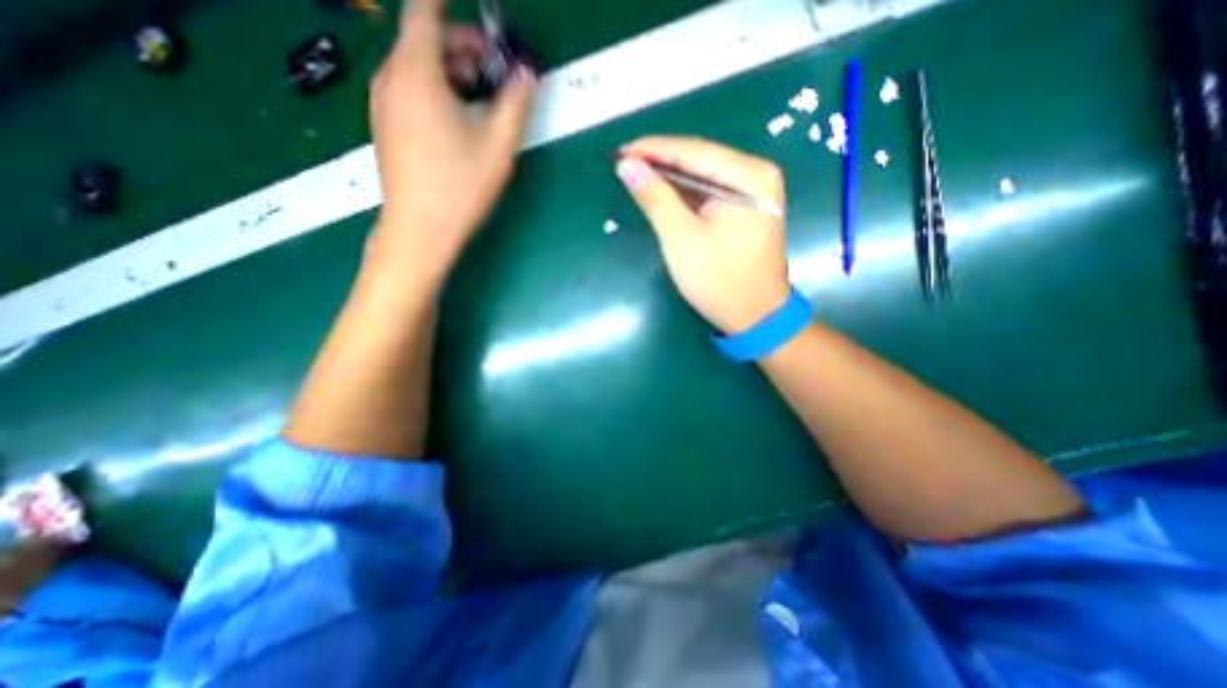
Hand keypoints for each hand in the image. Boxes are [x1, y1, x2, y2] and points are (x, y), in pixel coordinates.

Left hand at [367, 0, 534, 279]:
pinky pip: (410, 89)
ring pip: (417, 66)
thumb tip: (528, 74)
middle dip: (463, 46)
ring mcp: (383, 103)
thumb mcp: (498, 145)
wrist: (420, 229)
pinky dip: (436, 89)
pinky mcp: (385, 125)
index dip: (447, 2)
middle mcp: (391, 78)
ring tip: (483, 98)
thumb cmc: (460, 186)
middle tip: (497, 68)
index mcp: (416, 73)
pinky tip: (459, 119)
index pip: (425, 10)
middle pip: (424, 40)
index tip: (472, 7)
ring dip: (452, 70)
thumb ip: (516, 103)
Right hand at [619, 134, 790, 333]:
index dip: (652, 149)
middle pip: (699, 160)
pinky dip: (683, 195)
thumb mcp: (681, 239)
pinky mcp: (744, 210)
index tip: (618, 151)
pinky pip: (708, 193)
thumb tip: (627, 165)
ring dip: (668, 178)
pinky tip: (660, 193)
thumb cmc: (719, 281)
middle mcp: (756, 175)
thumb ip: (655, 198)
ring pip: (702, 176)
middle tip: (622, 164)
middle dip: (659, 162)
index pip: (692, 151)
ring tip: (634, 175)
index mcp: (748, 176)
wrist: (754, 318)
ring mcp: (753, 193)